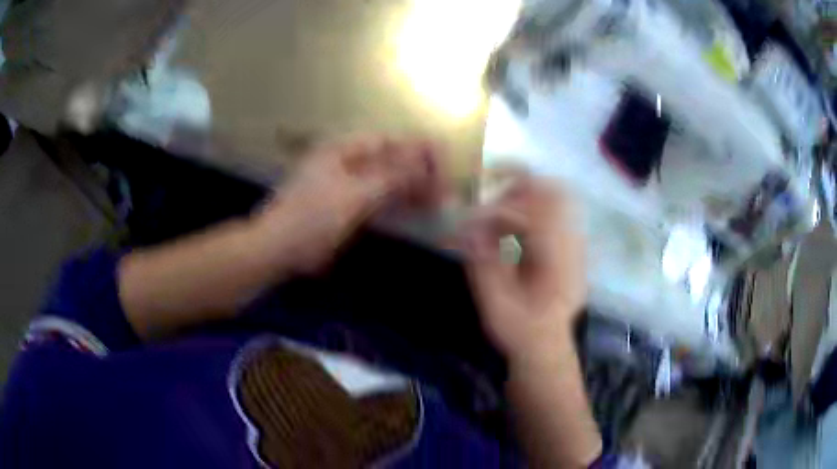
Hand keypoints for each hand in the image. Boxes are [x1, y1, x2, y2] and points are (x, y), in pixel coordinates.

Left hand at [255, 135, 447, 272]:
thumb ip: (392, 177)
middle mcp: (344, 161)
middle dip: (416, 172)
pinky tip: (410, 211)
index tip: (441, 166)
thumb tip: (424, 163)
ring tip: (433, 201)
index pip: (389, 142)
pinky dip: (394, 202)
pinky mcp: (342, 205)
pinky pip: (374, 197)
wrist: (277, 249)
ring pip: (383, 179)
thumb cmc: (313, 218)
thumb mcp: (355, 196)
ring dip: (407, 188)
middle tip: (442, 189)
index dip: (418, 151)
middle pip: (388, 160)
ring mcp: (342, 184)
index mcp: (343, 150)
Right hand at [462, 170, 585, 362]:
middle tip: (489, 188)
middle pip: (554, 192)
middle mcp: (571, 246)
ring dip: (525, 194)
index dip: (500, 208)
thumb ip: (482, 261)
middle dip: (519, 183)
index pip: (534, 212)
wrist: (546, 349)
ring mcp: (574, 245)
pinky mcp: (570, 248)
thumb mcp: (495, 303)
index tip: (473, 218)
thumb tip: (468, 226)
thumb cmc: (520, 331)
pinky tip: (511, 226)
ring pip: (557, 198)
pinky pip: (555, 213)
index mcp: (556, 260)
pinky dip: (531, 208)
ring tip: (497, 207)